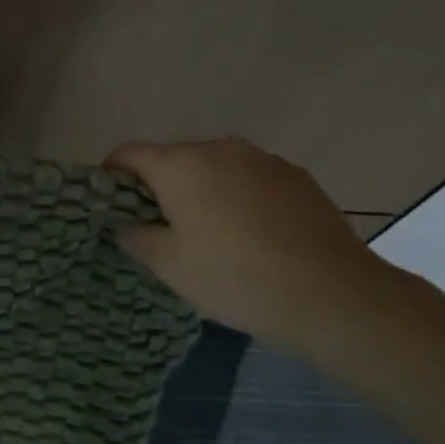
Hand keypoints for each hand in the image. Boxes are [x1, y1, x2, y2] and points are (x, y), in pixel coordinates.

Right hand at [105, 138, 387, 346]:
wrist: (332, 294)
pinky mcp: (297, 176)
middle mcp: (220, 149)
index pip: (128, 154)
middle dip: (161, 189)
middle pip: (173, 160)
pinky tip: (254, 237)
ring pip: (215, 170)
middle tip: (164, 232)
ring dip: (203, 193)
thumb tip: (127, 222)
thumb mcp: (167, 264)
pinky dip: (240, 199)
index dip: (112, 177)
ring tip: (214, 237)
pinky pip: (250, 180)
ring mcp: (263, 159)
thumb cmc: (234, 277)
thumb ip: (134, 235)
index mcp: (180, 165)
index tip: (114, 208)